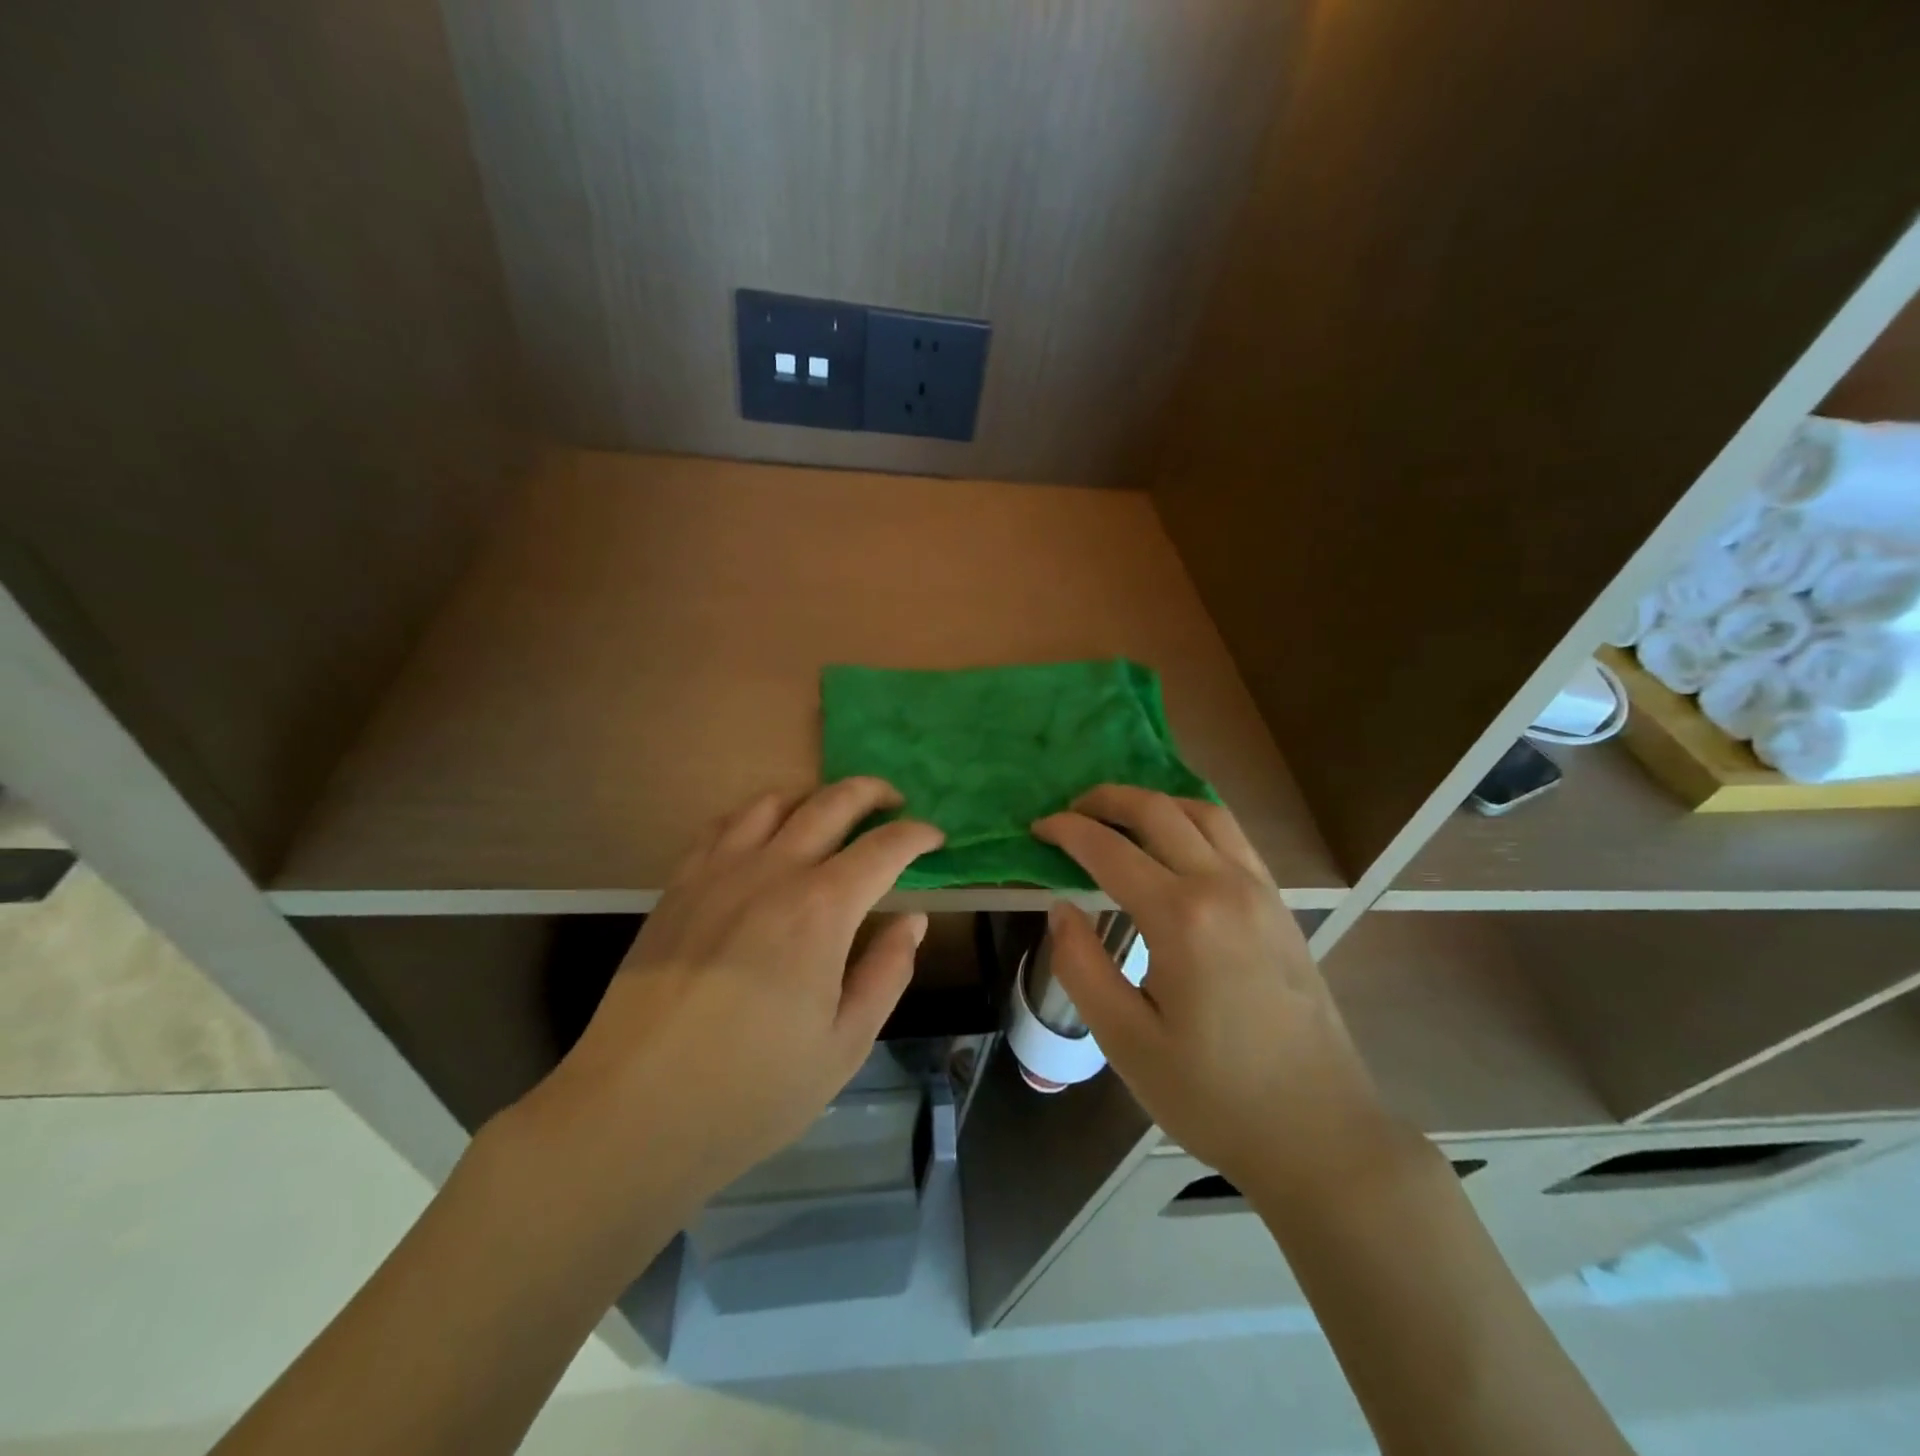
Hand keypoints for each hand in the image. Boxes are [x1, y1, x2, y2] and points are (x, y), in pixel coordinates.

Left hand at [507, 778, 942, 1239]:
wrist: (633, 1113)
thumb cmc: (753, 1090)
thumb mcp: (845, 1045)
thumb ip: (887, 972)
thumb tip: (912, 920)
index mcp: (821, 910)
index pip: (884, 848)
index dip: (917, 836)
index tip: (936, 839)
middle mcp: (772, 872)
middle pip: (831, 803)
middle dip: (872, 794)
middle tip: (894, 804)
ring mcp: (718, 873)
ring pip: (773, 802)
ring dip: (814, 797)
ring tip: (832, 816)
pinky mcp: (678, 886)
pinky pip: (723, 825)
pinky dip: (757, 815)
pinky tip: (764, 838)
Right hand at [1033, 786, 1394, 1193]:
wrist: (1319, 1133)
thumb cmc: (1214, 1096)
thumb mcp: (1126, 1043)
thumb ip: (1082, 966)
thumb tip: (1061, 909)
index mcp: (1181, 918)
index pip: (1110, 850)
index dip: (1067, 831)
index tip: (1037, 827)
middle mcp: (1224, 886)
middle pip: (1158, 811)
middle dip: (1107, 799)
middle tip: (1071, 810)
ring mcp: (1261, 891)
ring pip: (1203, 812)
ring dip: (1153, 801)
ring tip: (1118, 814)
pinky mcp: (1280, 906)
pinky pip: (1233, 836)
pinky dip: (1193, 818)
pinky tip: (1175, 841)